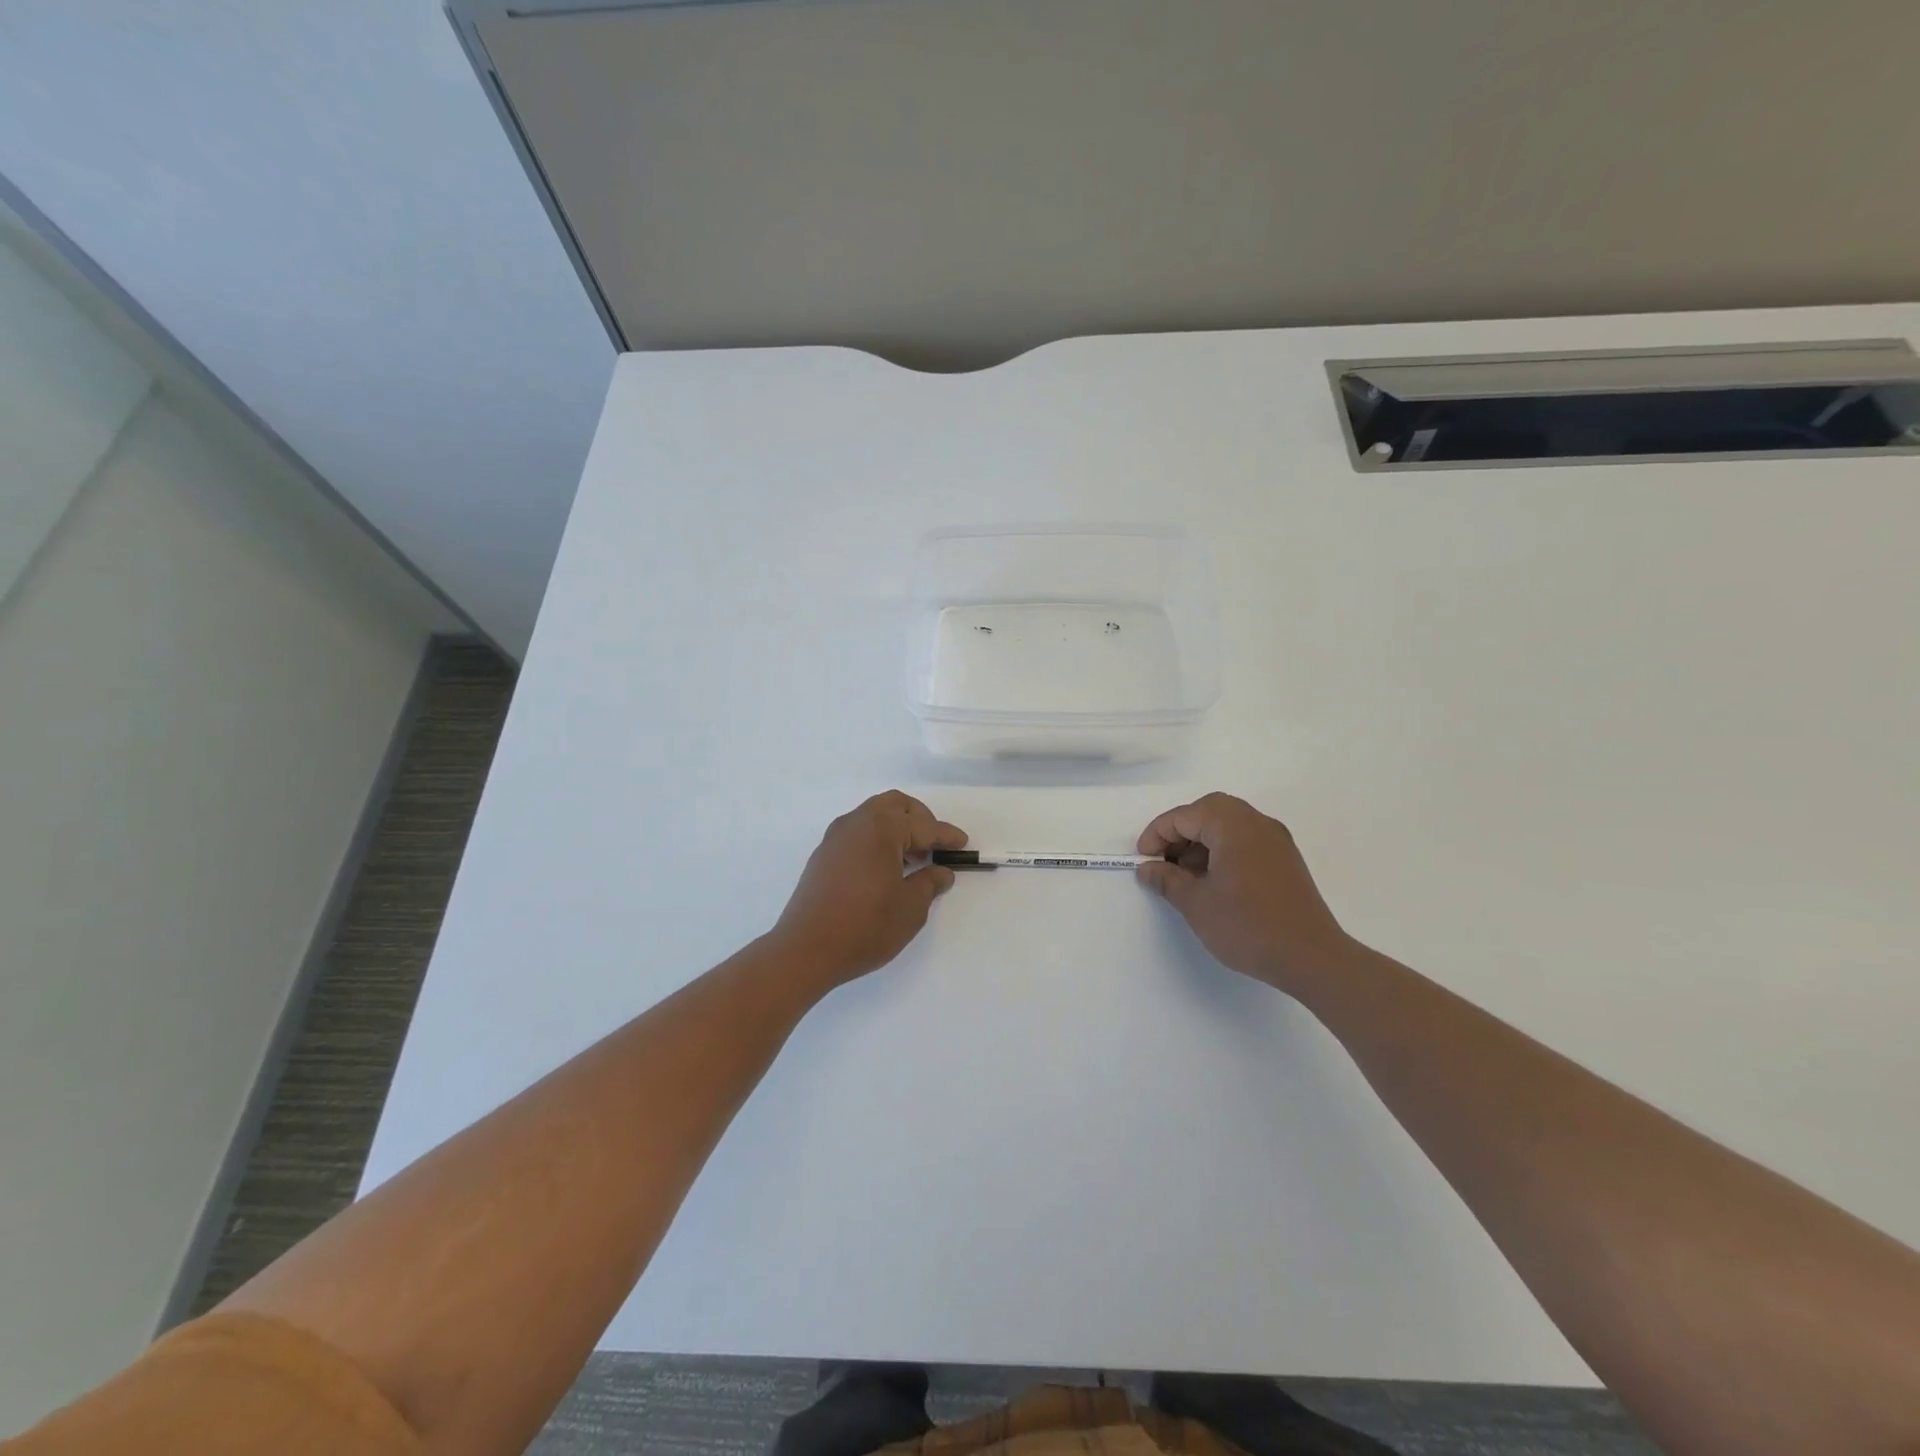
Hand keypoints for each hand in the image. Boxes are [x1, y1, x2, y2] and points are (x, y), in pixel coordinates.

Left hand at [772, 791, 966, 988]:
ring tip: (912, 859)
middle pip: (894, 805)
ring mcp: (835, 838)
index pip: (922, 826)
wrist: (806, 950)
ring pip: (872, 816)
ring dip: (896, 828)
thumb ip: (929, 883)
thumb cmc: (865, 927)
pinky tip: (886, 869)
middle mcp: (856, 823)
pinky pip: (857, 833)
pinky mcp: (823, 856)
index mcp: (881, 829)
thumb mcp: (910, 908)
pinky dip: (877, 840)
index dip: (946, 835)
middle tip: (934, 844)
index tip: (962, 843)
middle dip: (919, 819)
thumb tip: (941, 872)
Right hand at [1136, 793, 1350, 994]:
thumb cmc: (1247, 926)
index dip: (1157, 835)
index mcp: (1233, 826)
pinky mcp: (1286, 860)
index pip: (1184, 816)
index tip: (1143, 861)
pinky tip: (1213, 882)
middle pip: (1208, 811)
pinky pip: (1246, 840)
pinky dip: (1223, 850)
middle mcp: (1257, 823)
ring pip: (1228, 825)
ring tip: (1185, 876)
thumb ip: (1167, 880)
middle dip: (1180, 832)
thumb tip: (1147, 868)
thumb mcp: (1196, 904)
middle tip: (1163, 861)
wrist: (1311, 958)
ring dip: (1201, 841)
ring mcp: (1276, 840)